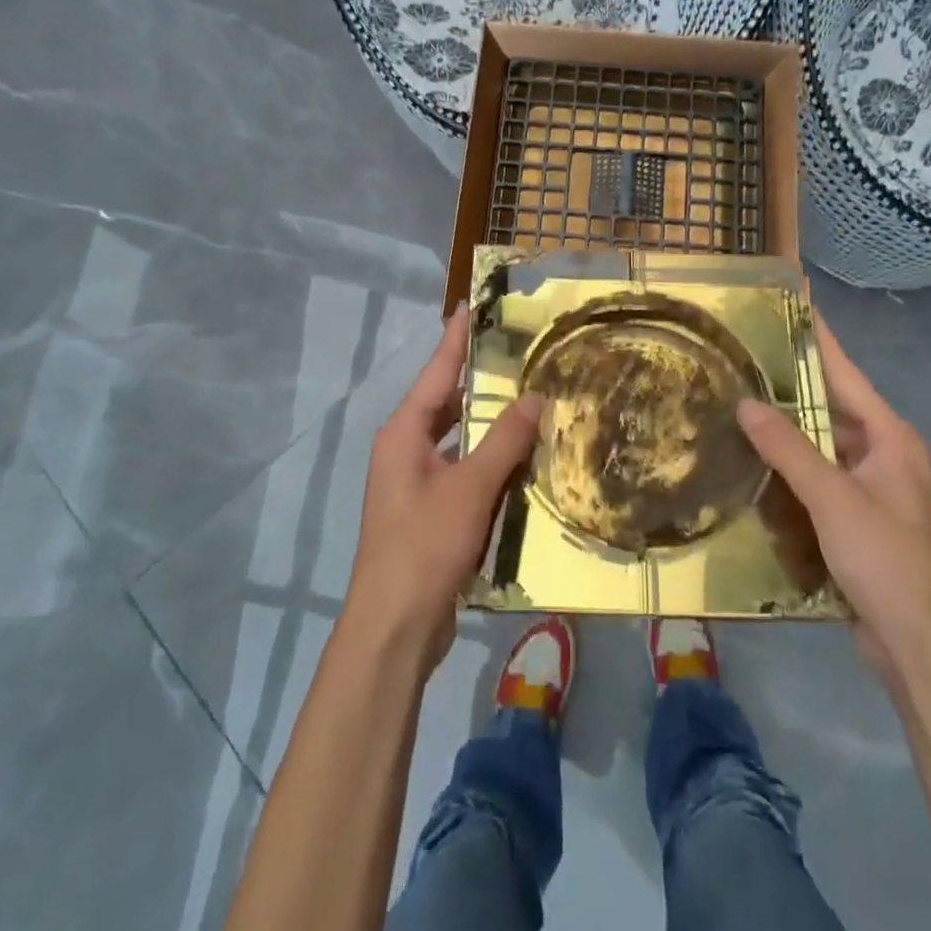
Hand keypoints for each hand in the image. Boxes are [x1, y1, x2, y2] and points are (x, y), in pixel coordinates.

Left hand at [346, 309, 541, 669]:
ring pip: (457, 439)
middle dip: (478, 378)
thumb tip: (535, 397)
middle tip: (516, 351)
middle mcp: (404, 449)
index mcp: (404, 433)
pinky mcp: (428, 511)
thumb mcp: (470, 488)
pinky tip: (520, 459)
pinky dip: (488, 460)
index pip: (437, 372)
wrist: (394, 626)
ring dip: (487, 423)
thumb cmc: (425, 545)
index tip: (471, 305)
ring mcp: (414, 482)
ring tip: (526, 397)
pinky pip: (462, 470)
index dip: (456, 338)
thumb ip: (504, 440)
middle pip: (446, 402)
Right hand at [737, 314, 930, 678]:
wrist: (919, 642)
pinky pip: (819, 477)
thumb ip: (789, 448)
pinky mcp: (858, 518)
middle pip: (832, 408)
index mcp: (891, 438)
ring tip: (740, 403)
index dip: (819, 340)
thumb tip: (747, 403)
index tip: (793, 305)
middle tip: (745, 358)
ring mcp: (872, 488)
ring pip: (823, 445)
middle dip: (791, 385)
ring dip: (787, 430)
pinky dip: (791, 467)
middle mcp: (885, 455)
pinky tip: (755, 462)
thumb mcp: (833, 498)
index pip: (846, 375)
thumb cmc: (886, 559)